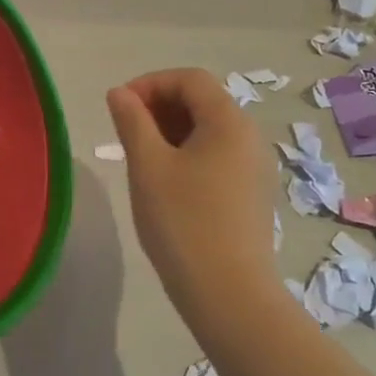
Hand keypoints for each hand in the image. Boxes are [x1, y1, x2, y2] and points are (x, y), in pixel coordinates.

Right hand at [106, 69, 276, 319]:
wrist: (229, 296)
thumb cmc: (183, 222)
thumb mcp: (147, 165)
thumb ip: (131, 121)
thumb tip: (120, 93)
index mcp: (229, 122)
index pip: (189, 79)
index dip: (150, 83)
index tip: (119, 107)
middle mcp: (250, 137)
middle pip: (202, 100)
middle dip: (160, 106)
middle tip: (126, 132)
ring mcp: (255, 167)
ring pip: (209, 129)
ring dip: (171, 130)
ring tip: (140, 157)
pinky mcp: (253, 194)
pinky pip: (218, 155)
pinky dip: (188, 153)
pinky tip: (166, 182)